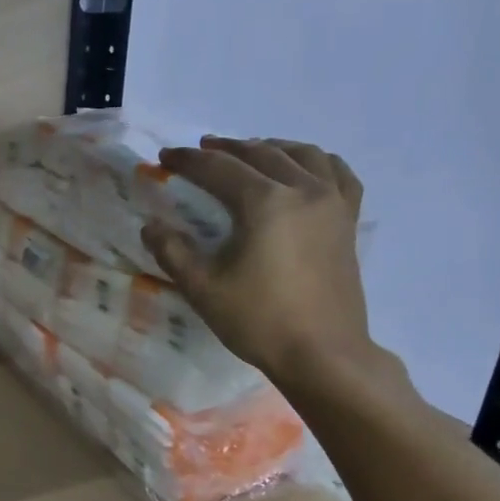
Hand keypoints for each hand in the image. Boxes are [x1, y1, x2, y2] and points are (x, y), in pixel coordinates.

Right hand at [141, 137, 373, 389]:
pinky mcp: (348, 221)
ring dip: (269, 147)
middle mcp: (303, 190)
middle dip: (225, 148)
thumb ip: (172, 251)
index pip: (219, 168)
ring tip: (249, 151)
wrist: (322, 353)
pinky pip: (338, 173)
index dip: (188, 161)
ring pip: (302, 155)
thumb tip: (151, 226)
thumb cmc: (258, 321)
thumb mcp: (202, 288)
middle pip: (260, 154)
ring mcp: (332, 203)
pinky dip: (317, 161)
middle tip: (199, 149)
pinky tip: (305, 167)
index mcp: (265, 202)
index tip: (165, 156)